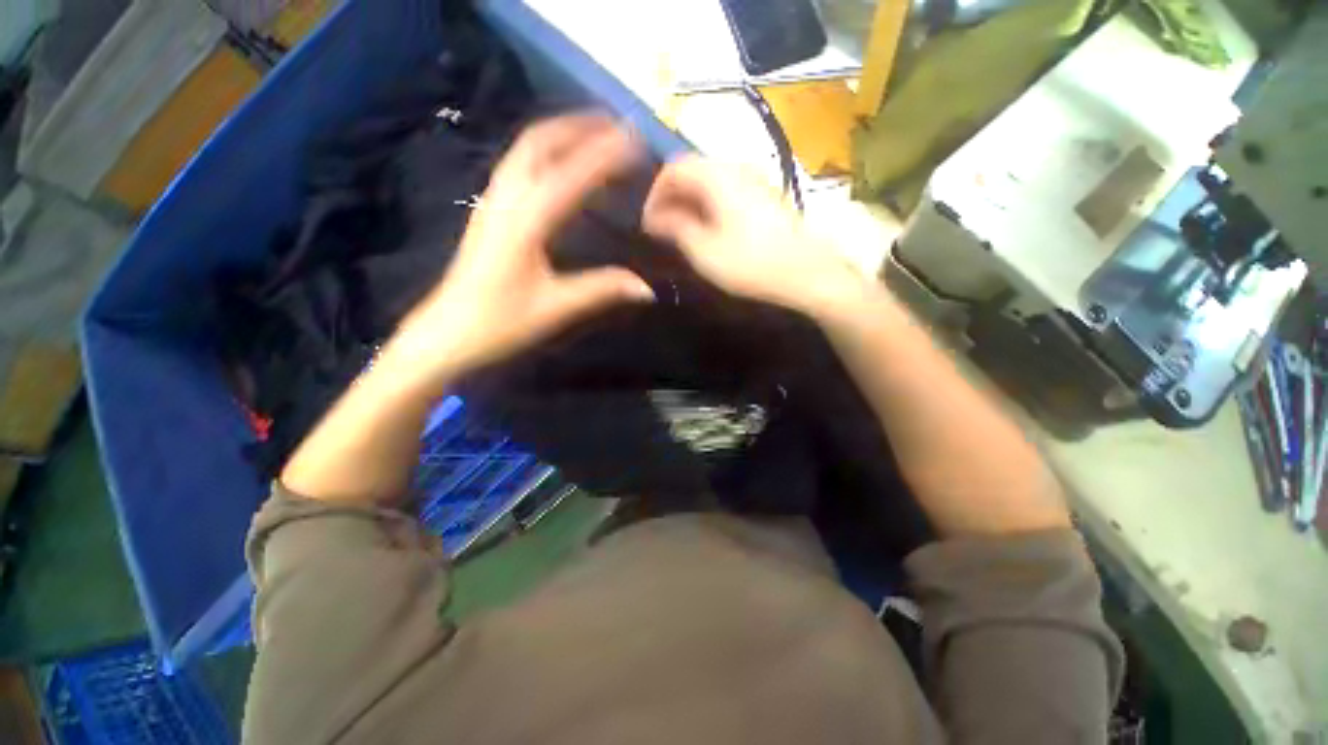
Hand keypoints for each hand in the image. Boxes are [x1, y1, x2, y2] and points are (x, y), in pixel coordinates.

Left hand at [383, 114, 654, 392]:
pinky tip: (560, 163)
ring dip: (560, 133)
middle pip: (540, 142)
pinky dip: (544, 151)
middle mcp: (506, 199)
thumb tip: (646, 287)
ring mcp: (493, 202)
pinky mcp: (488, 212)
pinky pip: (518, 165)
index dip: (606, 155)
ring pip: (525, 149)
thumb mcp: (556, 308)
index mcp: (527, 221)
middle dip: (579, 126)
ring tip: (593, 133)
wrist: (448, 334)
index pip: (573, 175)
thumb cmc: (501, 323)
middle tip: (615, 124)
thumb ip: (602, 290)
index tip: (637, 141)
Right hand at [642, 156, 861, 313]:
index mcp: (719, 176)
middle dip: (672, 196)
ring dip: (691, 201)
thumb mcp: (705, 251)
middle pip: (693, 169)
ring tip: (683, 231)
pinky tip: (710, 230)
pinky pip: (728, 190)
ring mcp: (756, 180)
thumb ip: (675, 228)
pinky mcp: (767, 196)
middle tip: (662, 228)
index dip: (655, 192)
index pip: (674, 167)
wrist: (808, 274)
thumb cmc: (752, 264)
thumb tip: (654, 217)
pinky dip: (710, 205)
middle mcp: (738, 167)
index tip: (647, 222)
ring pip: (711, 180)